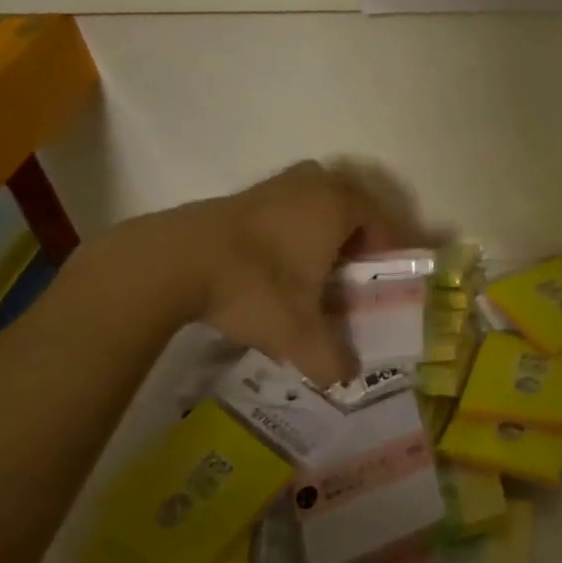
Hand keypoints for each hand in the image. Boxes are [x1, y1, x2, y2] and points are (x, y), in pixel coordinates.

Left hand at [116, 160, 417, 385]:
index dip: (390, 248)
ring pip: (317, 195)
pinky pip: (286, 201)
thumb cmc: (253, 287)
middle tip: (355, 268)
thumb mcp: (296, 333)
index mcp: (339, 206)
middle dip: (360, 231)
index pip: (382, 220)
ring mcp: (276, 184)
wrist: (171, 262)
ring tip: (316, 262)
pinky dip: (292, 223)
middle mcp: (314, 185)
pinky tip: (276, 259)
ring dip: (324, 223)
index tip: (385, 278)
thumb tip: (346, 378)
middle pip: (352, 200)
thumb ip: (329, 358)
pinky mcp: (243, 193)